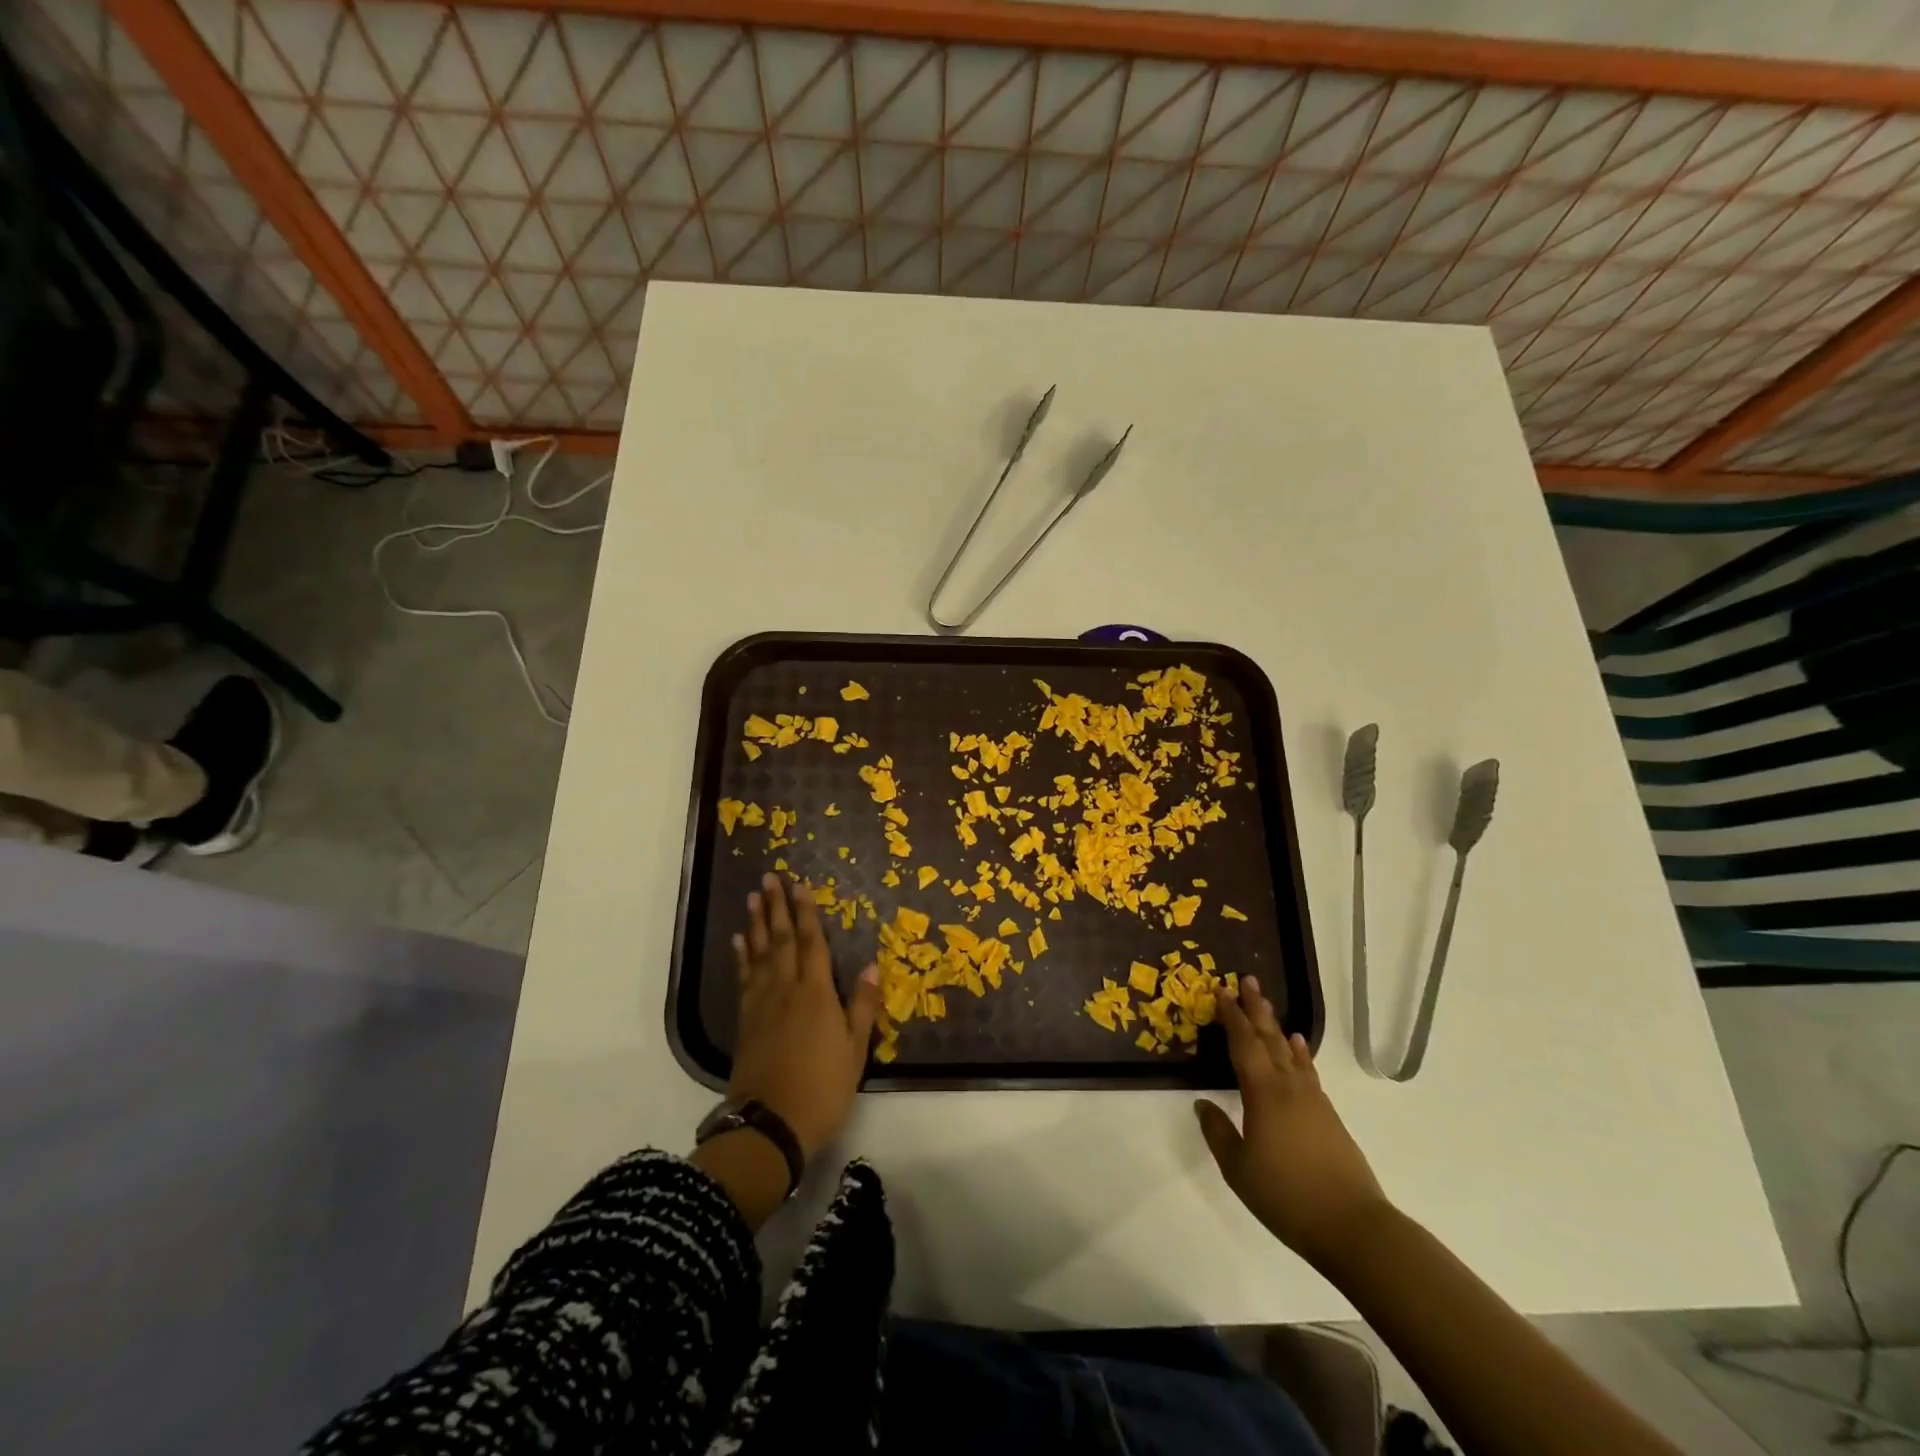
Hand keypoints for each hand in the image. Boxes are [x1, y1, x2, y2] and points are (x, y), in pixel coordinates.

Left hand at [730, 873, 880, 1159]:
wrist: (770, 1125)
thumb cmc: (823, 1088)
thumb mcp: (855, 1051)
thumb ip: (861, 1006)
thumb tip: (871, 966)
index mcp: (816, 994)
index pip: (812, 943)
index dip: (806, 912)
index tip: (800, 885)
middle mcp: (786, 989)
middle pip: (781, 940)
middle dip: (776, 907)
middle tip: (769, 878)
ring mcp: (762, 1004)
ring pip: (759, 954)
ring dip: (757, 924)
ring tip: (753, 898)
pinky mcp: (746, 1021)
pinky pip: (744, 979)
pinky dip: (742, 957)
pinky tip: (739, 942)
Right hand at [1194, 977, 1391, 1270]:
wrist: (1354, 1226)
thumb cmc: (1287, 1196)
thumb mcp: (1239, 1169)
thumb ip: (1218, 1134)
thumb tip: (1202, 1104)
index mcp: (1263, 1094)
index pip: (1243, 1044)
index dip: (1232, 1017)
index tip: (1222, 990)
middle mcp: (1288, 1087)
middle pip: (1269, 1039)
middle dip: (1256, 1009)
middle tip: (1248, 980)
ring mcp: (1313, 1100)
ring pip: (1289, 1053)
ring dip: (1276, 1026)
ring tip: (1268, 1006)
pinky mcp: (1329, 1117)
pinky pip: (1307, 1071)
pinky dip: (1299, 1054)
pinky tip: (1297, 1048)